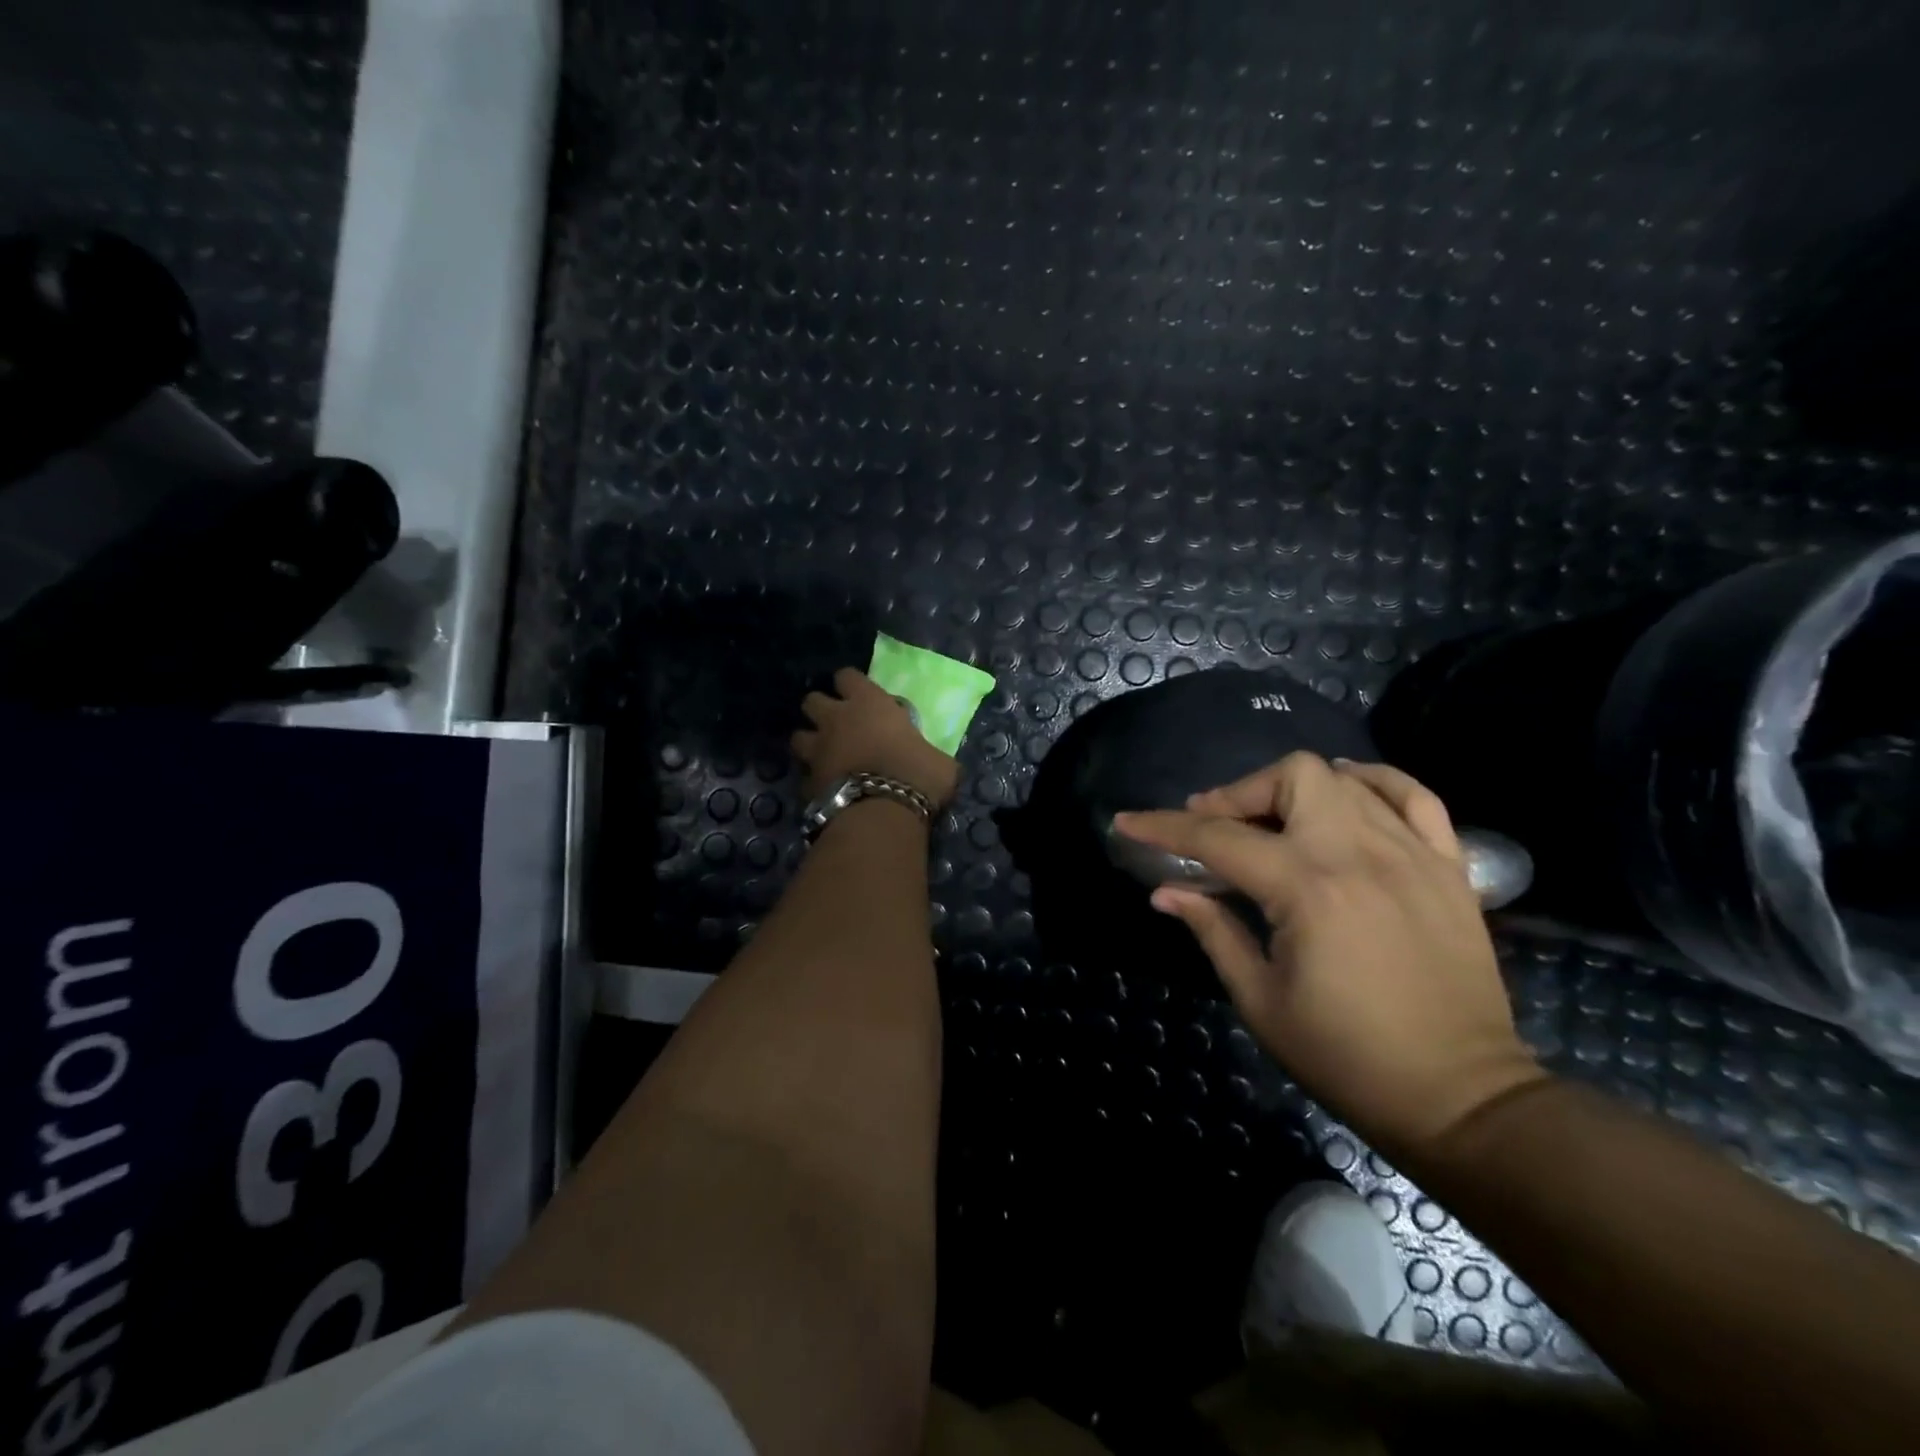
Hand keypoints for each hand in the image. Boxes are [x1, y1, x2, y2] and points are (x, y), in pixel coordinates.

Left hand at [792, 668, 959, 807]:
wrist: (882, 813)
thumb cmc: (917, 775)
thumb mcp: (938, 760)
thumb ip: (927, 752)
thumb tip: (933, 762)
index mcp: (869, 703)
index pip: (847, 676)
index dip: (850, 684)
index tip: (859, 694)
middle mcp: (836, 719)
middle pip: (811, 700)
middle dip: (820, 709)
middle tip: (837, 724)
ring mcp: (817, 751)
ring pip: (798, 736)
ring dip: (809, 743)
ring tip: (824, 755)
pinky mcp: (807, 783)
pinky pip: (805, 776)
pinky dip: (814, 781)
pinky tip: (826, 789)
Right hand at [1117, 753, 1544, 1159]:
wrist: (1460, 1097)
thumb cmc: (1346, 1057)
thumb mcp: (1260, 1000)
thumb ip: (1213, 930)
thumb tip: (1165, 892)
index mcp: (1307, 888)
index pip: (1218, 838)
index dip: (1163, 828)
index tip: (1128, 822)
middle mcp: (1360, 853)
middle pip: (1290, 777)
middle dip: (1239, 794)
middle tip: (1215, 827)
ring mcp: (1412, 854)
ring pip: (1345, 779)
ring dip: (1293, 788)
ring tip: (1271, 818)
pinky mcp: (1449, 867)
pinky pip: (1414, 797)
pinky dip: (1374, 783)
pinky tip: (1348, 794)